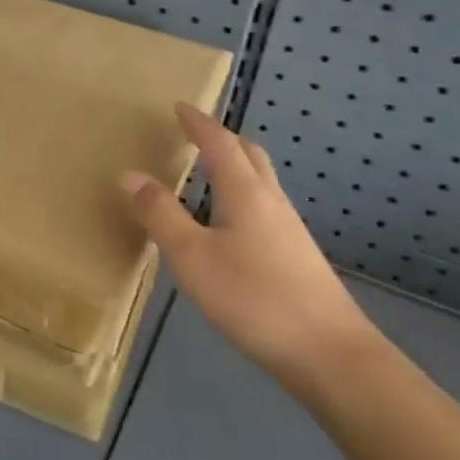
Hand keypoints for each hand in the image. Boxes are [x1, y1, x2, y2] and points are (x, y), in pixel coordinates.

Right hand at [121, 103, 377, 399]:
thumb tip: (130, 174)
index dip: (199, 123)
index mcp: (245, 193)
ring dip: (235, 166)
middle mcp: (271, 201)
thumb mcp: (192, 257)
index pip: (220, 144)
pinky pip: (264, 206)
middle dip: (222, 138)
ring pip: (260, 181)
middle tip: (196, 133)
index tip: (180, 106)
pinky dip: (242, 195)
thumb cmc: (253, 298)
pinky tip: (230, 223)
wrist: (329, 353)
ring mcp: (289, 229)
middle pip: (249, 155)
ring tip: (208, 171)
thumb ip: (161, 214)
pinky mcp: (297, 255)